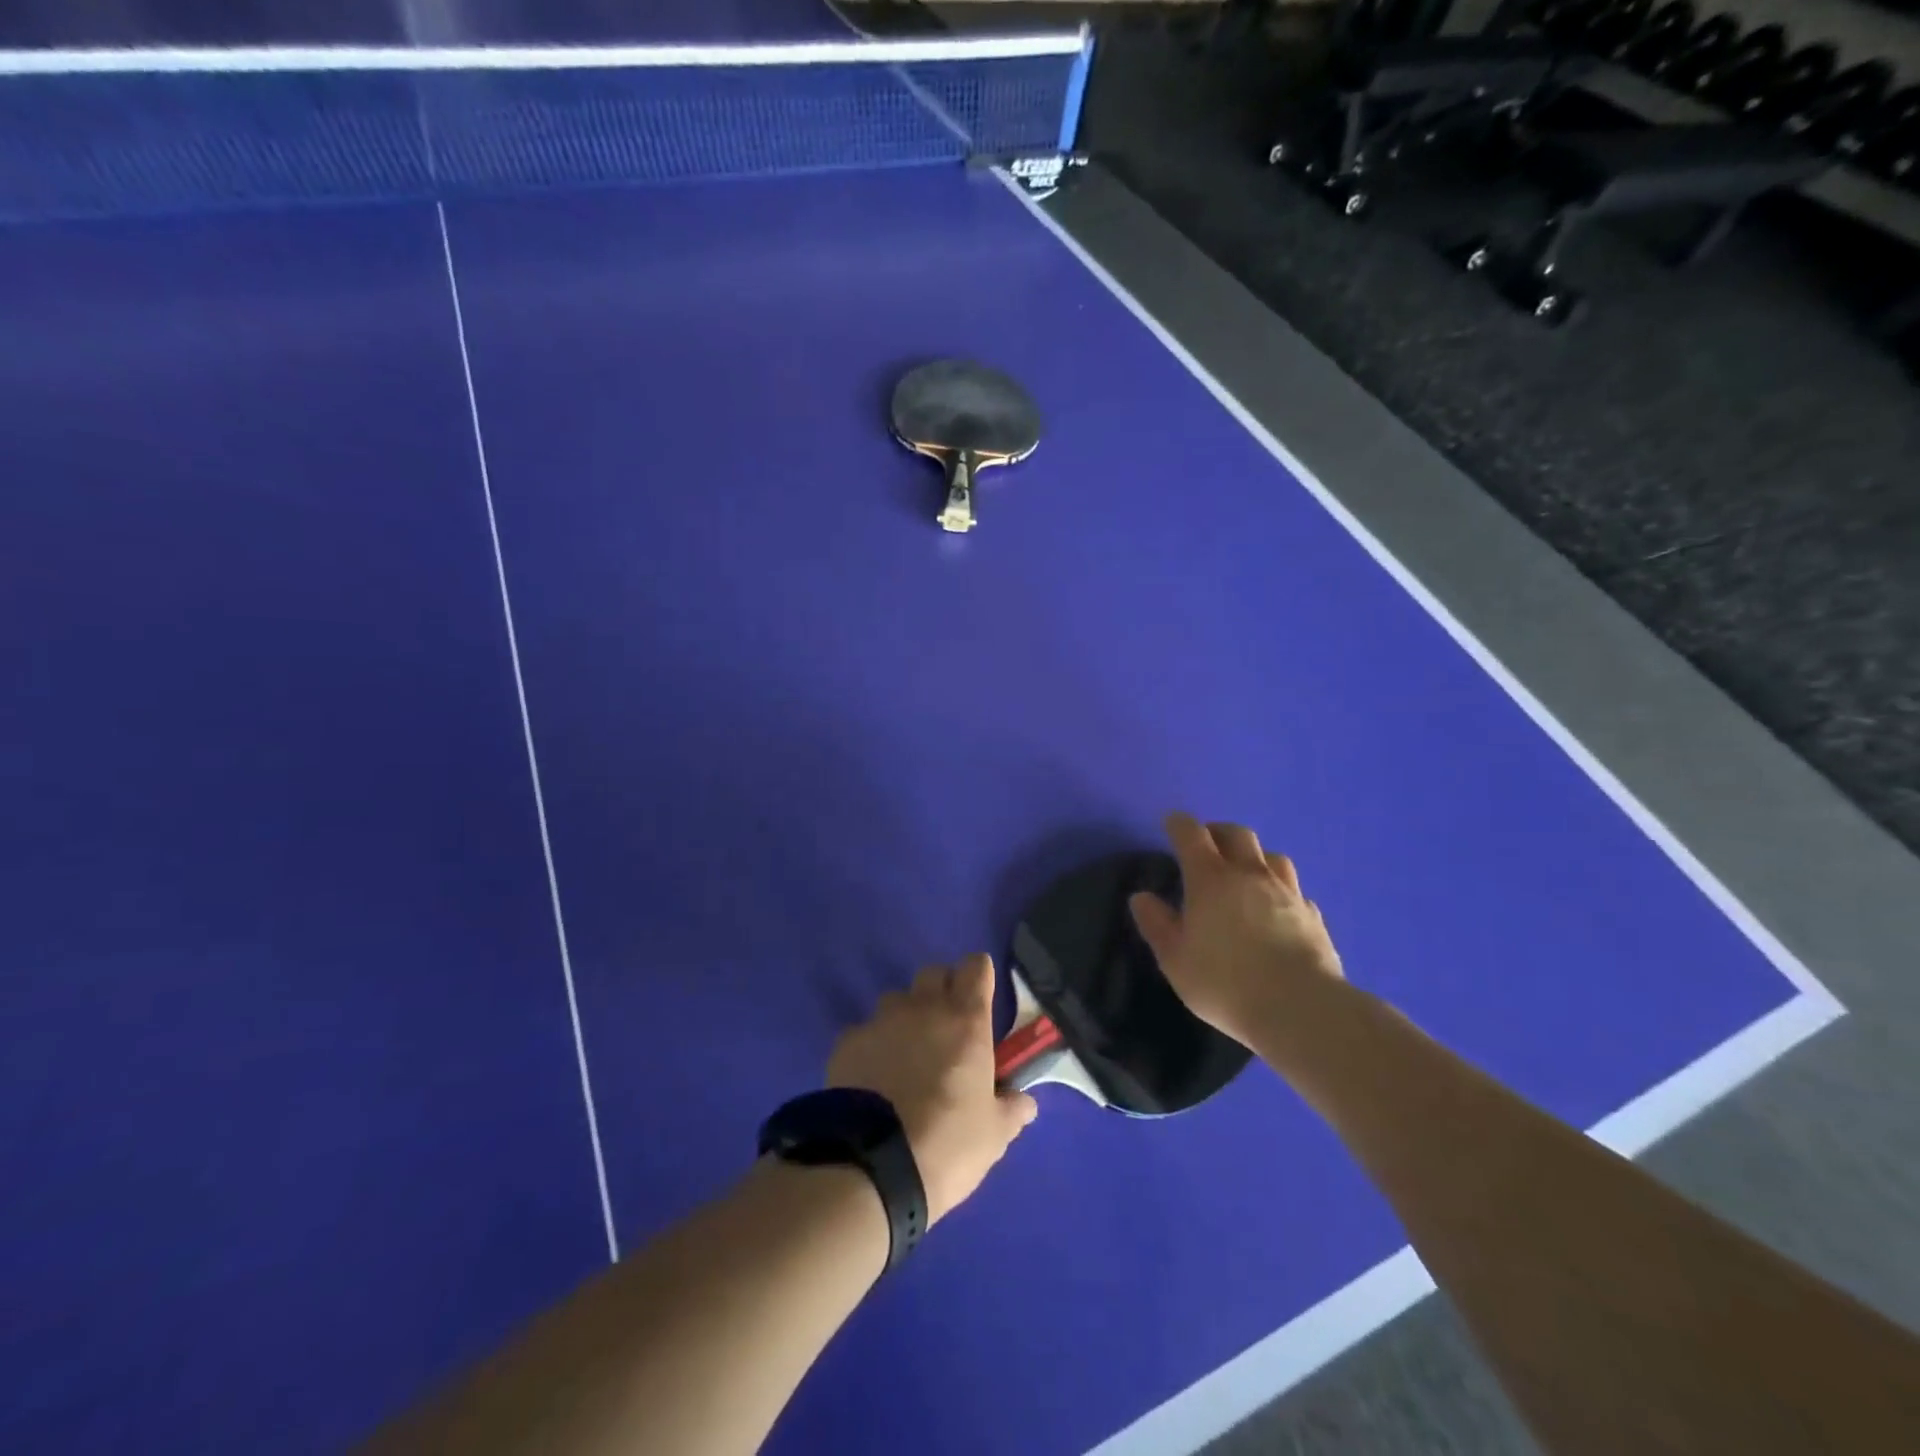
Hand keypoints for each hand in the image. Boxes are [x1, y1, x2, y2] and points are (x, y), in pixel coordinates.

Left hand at [826, 954, 1037, 1225]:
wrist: (871, 1167)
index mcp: (965, 1020)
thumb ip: (1010, 1109)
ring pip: (897, 1000)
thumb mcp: (993, 1135)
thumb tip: (1024, 1101)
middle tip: (948, 1029)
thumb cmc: (947, 1145)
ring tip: (907, 1057)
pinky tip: (873, 1079)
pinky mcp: (847, 1042)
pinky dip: (874, 1046)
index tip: (981, 999)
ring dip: (907, 1018)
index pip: (976, 966)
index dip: (979, 977)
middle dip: (943, 991)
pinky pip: (865, 1032)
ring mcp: (881, 1021)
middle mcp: (923, 1008)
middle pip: (934, 973)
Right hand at [1129, 812, 1343, 1046]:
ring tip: (1245, 871)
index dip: (1179, 824)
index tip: (1171, 824)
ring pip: (1272, 856)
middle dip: (1218, 831)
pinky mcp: (1313, 915)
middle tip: (1207, 844)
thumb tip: (1141, 897)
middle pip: (1237, 834)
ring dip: (1254, 855)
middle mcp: (1250, 874)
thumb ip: (1157, 924)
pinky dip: (1281, 890)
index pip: (1191, 834)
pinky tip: (1278, 907)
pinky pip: (1294, 890)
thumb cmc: (1225, 983)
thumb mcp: (1175, 959)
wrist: (1301, 1008)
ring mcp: (1287, 892)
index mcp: (1210, 879)